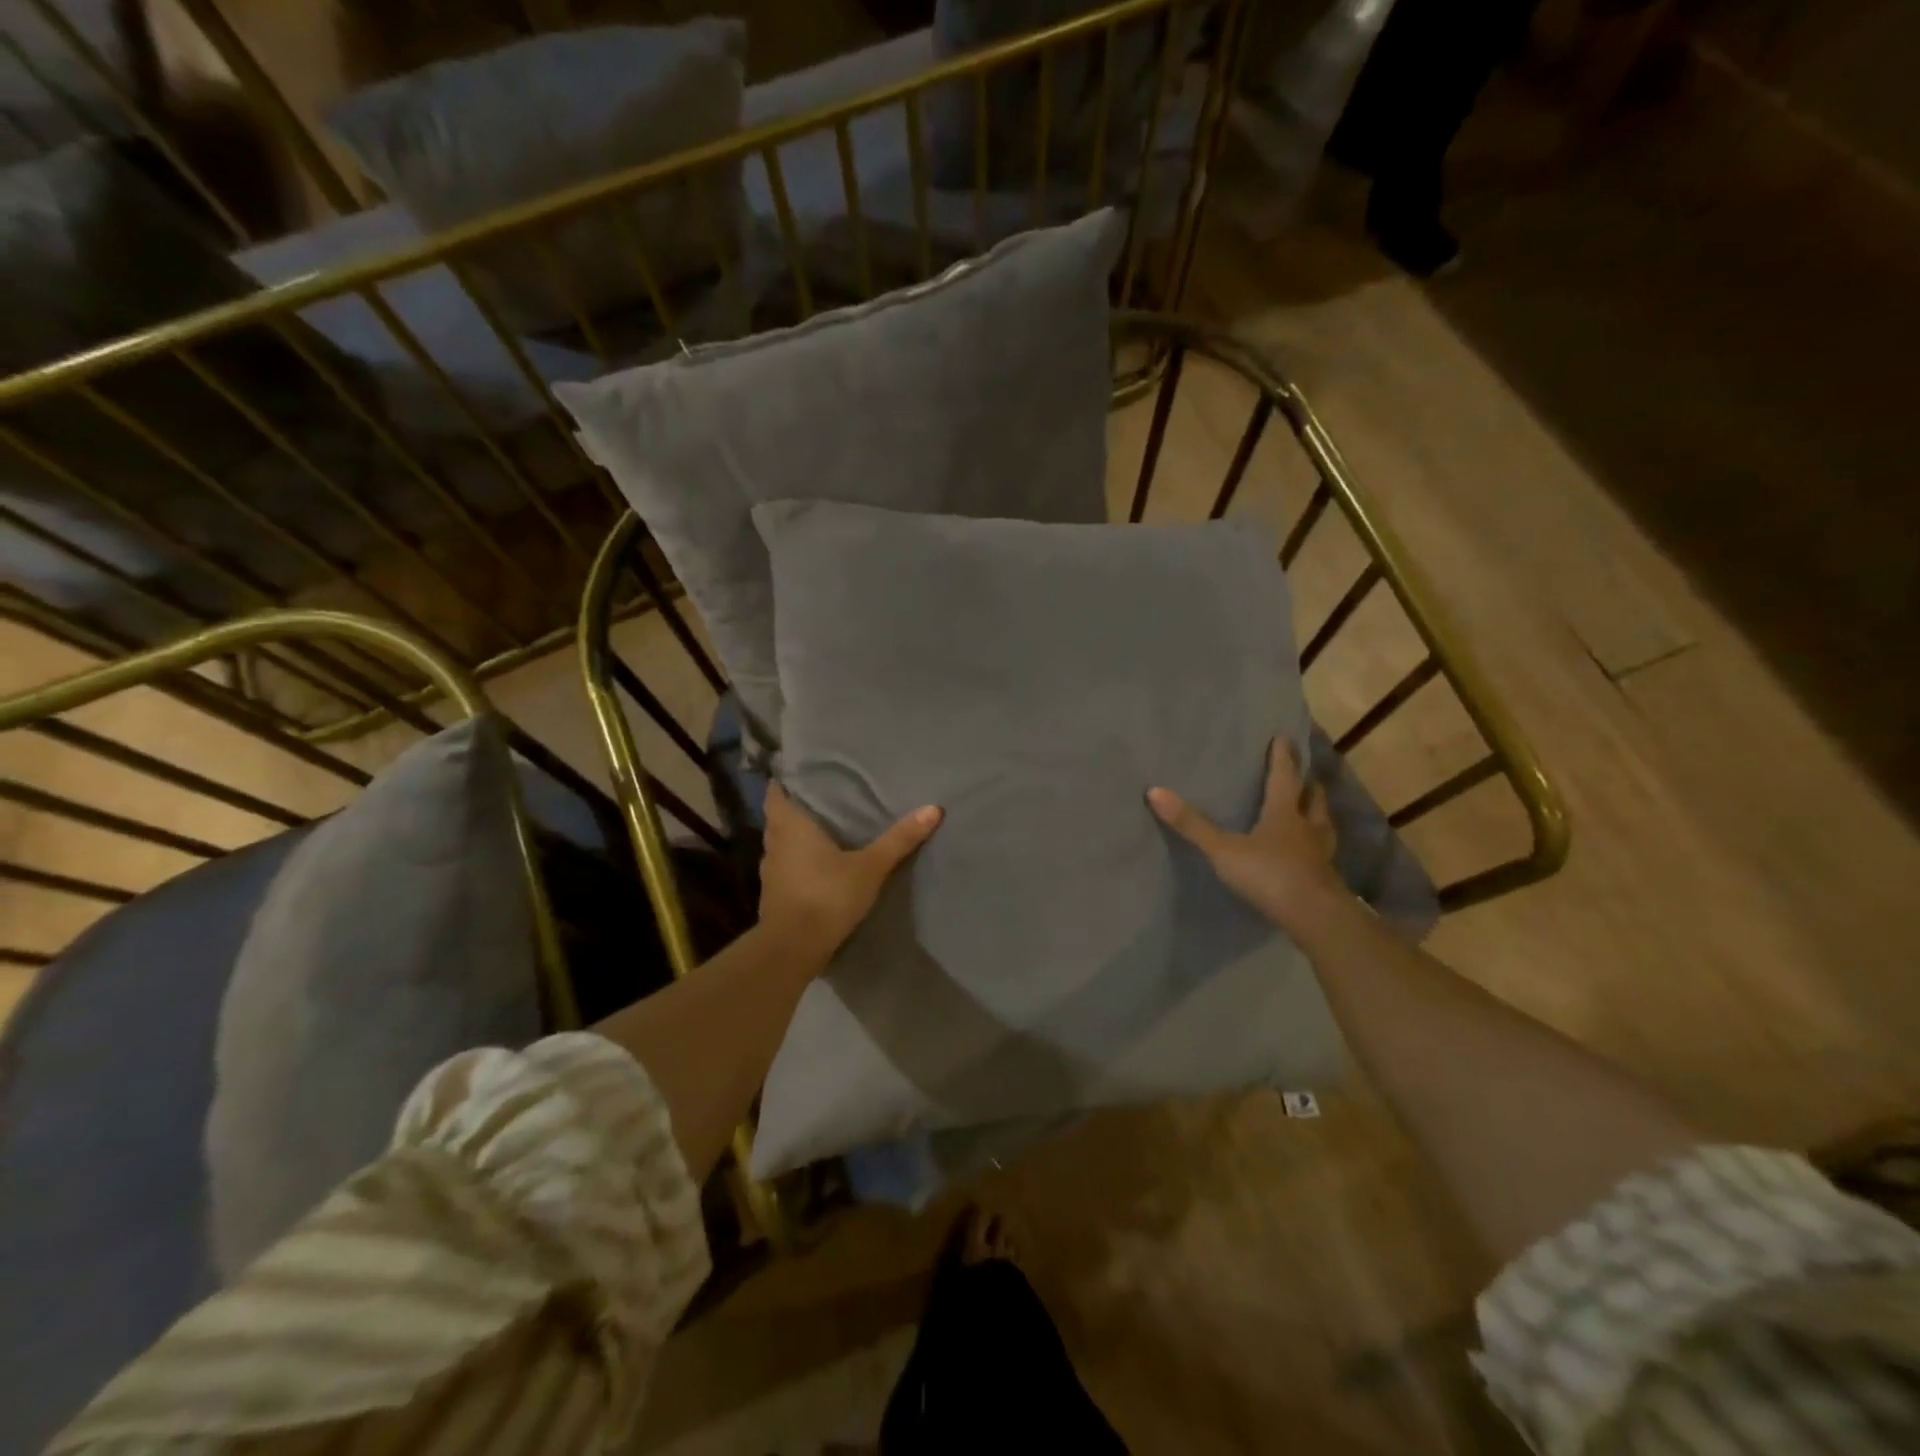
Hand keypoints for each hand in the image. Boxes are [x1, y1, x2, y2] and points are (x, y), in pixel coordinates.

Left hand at [758, 782, 941, 960]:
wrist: (793, 949)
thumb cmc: (827, 896)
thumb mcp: (870, 867)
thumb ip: (899, 839)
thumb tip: (934, 808)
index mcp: (790, 825)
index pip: (776, 792)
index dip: (786, 781)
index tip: (803, 775)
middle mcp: (774, 843)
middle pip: (778, 817)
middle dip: (796, 808)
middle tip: (824, 799)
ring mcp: (770, 871)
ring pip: (780, 844)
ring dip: (796, 837)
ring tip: (823, 830)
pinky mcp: (773, 896)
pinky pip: (785, 868)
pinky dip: (797, 862)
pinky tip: (817, 866)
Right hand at [1148, 739, 1346, 934]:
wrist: (1314, 917)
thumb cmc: (1268, 874)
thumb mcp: (1223, 849)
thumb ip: (1191, 824)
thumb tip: (1155, 791)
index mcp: (1284, 814)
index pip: (1283, 778)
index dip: (1282, 757)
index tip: (1283, 737)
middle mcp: (1307, 828)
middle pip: (1313, 798)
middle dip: (1308, 785)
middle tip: (1305, 776)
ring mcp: (1321, 855)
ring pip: (1324, 825)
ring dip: (1319, 814)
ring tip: (1313, 811)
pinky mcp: (1326, 879)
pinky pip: (1323, 854)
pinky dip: (1318, 847)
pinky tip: (1312, 855)